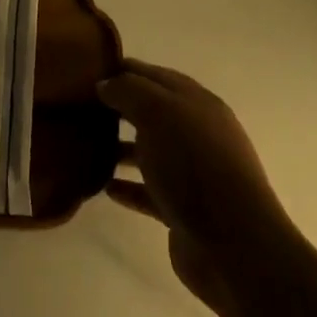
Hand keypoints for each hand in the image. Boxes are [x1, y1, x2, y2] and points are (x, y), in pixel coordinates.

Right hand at [101, 59, 288, 316]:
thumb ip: (128, 91)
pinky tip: (105, 187)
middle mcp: (197, 133)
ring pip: (150, 151)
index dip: (123, 69)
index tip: (88, 71)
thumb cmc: (194, 166)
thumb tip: (105, 84)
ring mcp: (193, 174)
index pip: (155, 75)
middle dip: (120, 108)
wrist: (234, 246)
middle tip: (82, 107)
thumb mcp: (157, 112)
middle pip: (153, 112)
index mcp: (197, 103)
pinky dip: (128, 187)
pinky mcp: (185, 211)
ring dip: (121, 148)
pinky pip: (149, 191)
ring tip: (87, 146)